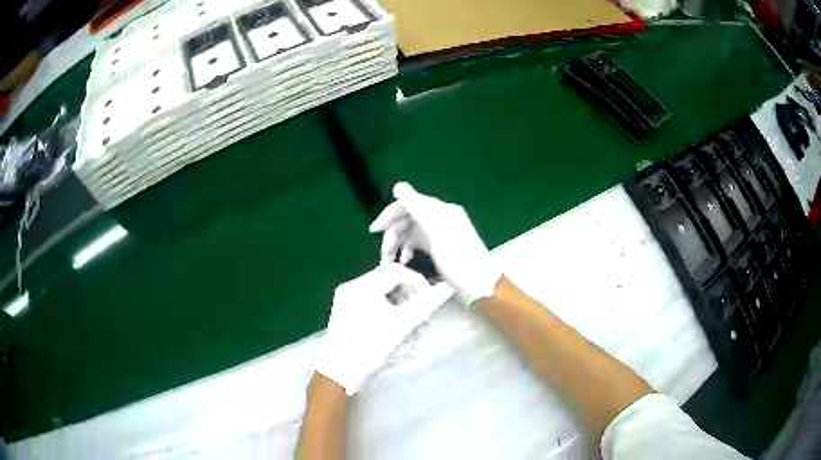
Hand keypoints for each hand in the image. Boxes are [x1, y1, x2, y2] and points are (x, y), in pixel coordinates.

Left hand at [314, 262, 452, 394]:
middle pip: (388, 280)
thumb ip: (426, 304)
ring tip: (409, 323)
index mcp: (362, 285)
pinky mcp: (344, 311)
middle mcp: (351, 286)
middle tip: (421, 314)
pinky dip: (386, 309)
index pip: (397, 271)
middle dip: (409, 295)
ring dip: (399, 303)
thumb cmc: (370, 348)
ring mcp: (345, 299)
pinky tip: (393, 327)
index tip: (430, 301)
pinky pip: (370, 301)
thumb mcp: (401, 325)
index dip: (417, 283)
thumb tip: (446, 288)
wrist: (339, 373)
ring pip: (380, 292)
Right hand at [369, 182, 501, 304]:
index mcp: (440, 210)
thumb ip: (418, 206)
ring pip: (411, 233)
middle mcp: (439, 218)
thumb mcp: (437, 230)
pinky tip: (403, 262)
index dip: (390, 215)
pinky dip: (408, 250)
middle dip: (392, 234)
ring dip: (397, 244)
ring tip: (389, 261)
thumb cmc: (458, 257)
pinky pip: (418, 243)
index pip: (408, 204)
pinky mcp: (440, 247)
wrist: (479, 283)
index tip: (374, 231)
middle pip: (408, 220)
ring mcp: (440, 233)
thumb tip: (398, 186)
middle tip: (383, 254)